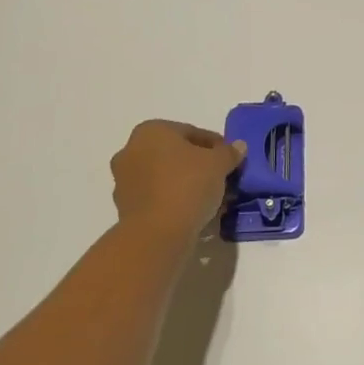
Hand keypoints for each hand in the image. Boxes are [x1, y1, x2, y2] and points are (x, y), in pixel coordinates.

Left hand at [109, 120, 245, 237]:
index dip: (215, 146)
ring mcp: (124, 180)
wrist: (157, 233)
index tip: (230, 160)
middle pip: (175, 154)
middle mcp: (131, 150)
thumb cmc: (187, 185)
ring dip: (186, 183)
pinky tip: (193, 211)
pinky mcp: (124, 206)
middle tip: (221, 178)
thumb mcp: (218, 164)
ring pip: (164, 176)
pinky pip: (156, 196)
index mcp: (151, 131)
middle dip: (198, 165)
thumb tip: (239, 146)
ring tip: (210, 198)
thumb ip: (229, 152)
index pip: (191, 133)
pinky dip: (173, 199)